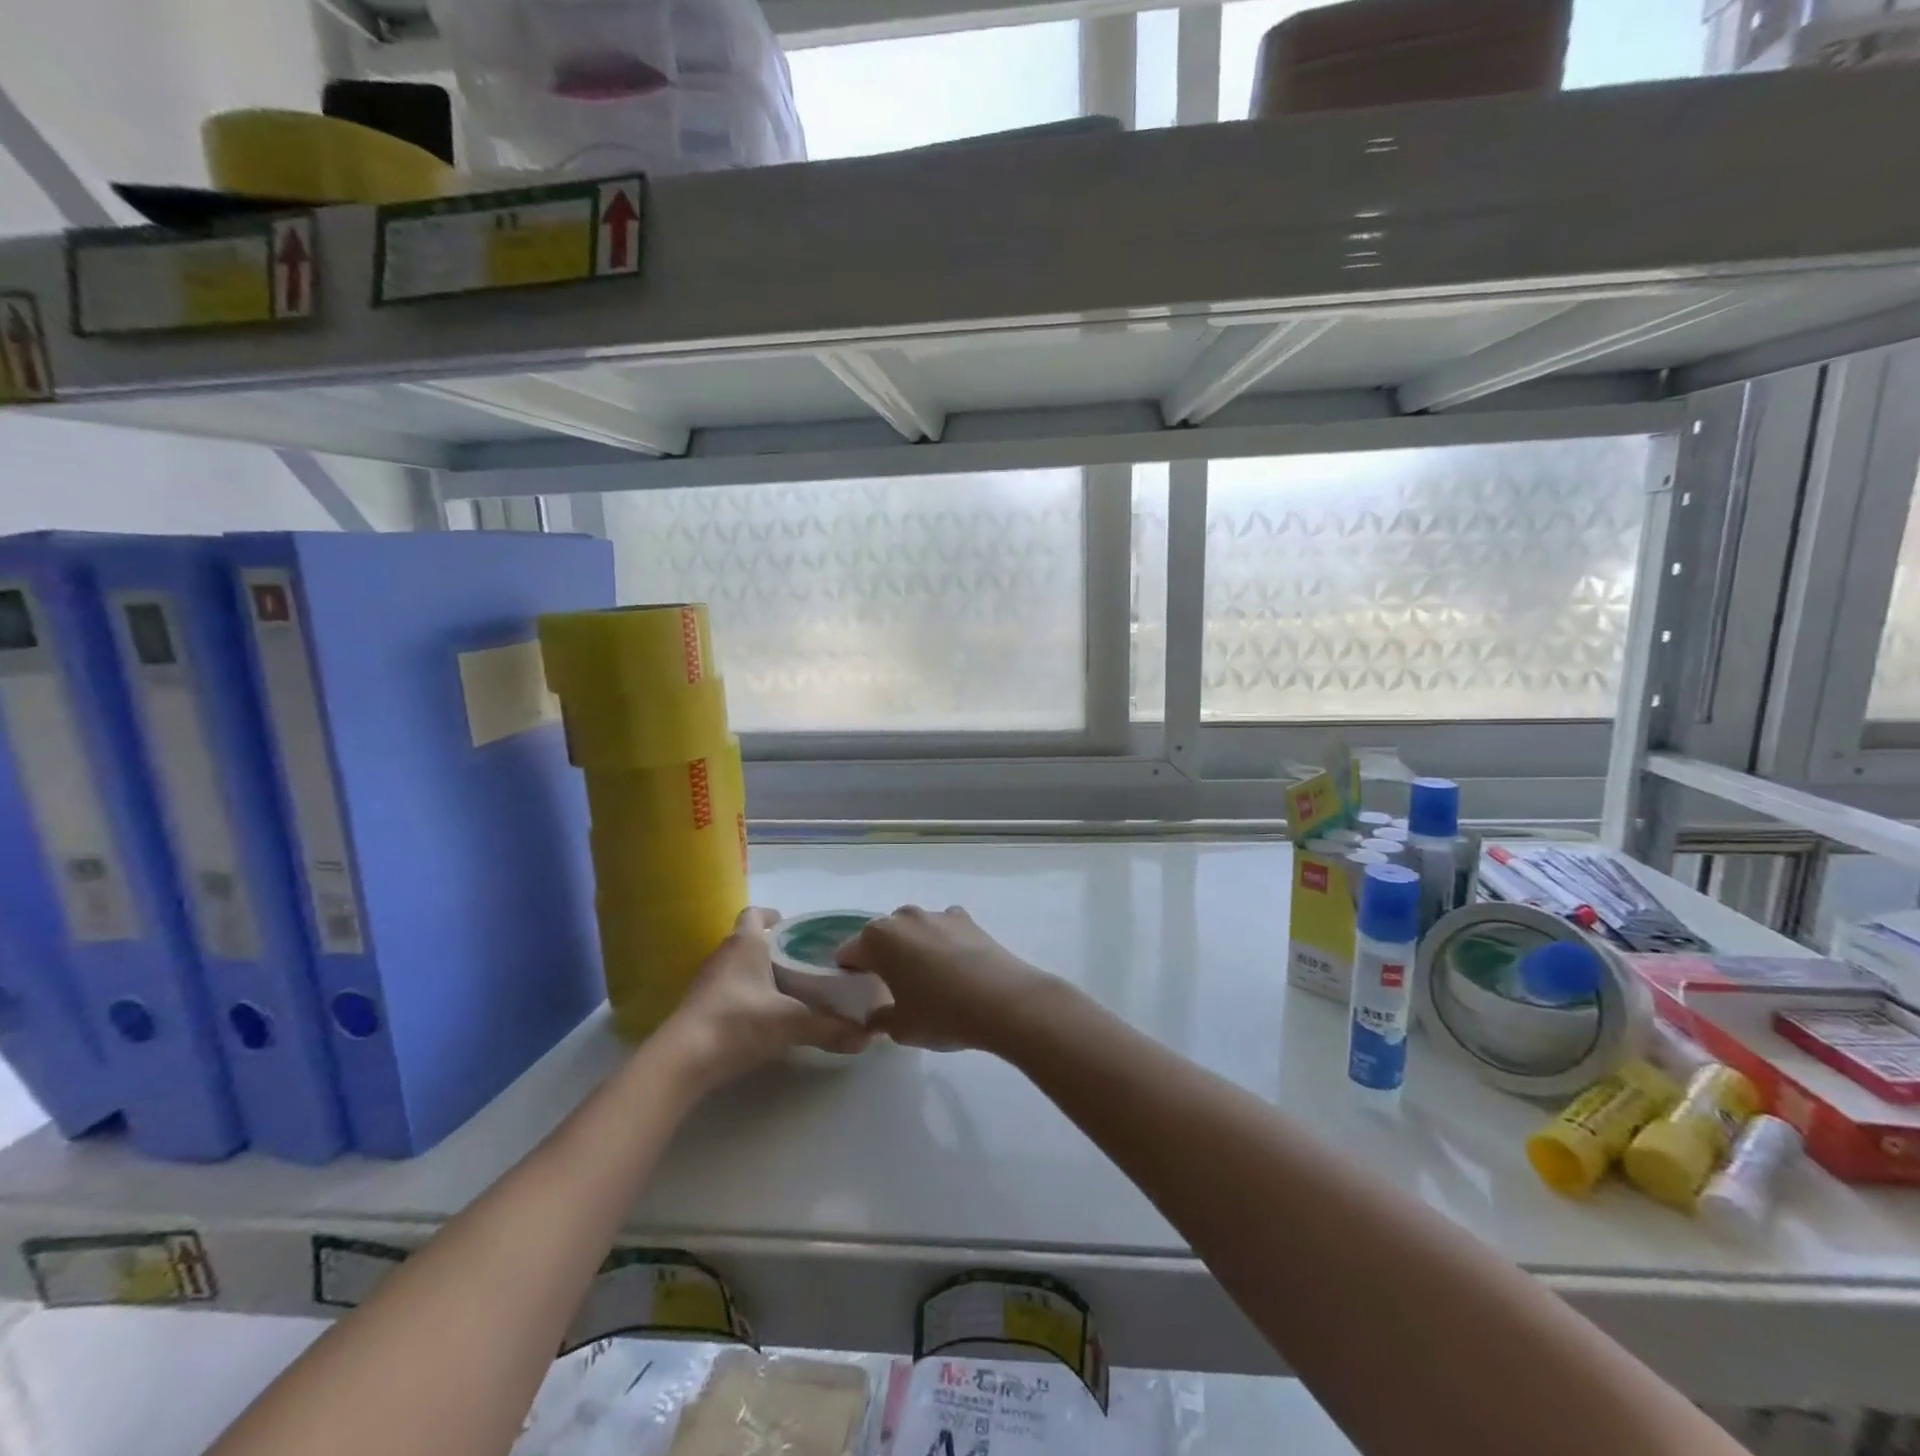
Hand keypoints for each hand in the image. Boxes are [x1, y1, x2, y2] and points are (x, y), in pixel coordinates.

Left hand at [662, 908, 870, 1087]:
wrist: (682, 1060)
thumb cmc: (738, 1022)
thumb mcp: (792, 1024)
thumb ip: (830, 1028)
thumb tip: (868, 1037)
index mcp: (746, 943)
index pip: (755, 914)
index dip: (772, 917)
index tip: (791, 929)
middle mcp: (723, 954)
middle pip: (747, 940)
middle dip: (770, 948)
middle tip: (799, 964)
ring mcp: (705, 981)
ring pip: (734, 966)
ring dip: (754, 973)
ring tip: (783, 991)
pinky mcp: (696, 1007)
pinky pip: (723, 990)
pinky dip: (740, 996)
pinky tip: (758, 1017)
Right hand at [836, 905, 1046, 1051]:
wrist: (1003, 1001)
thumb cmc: (941, 1014)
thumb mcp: (900, 1028)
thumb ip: (879, 1018)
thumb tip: (876, 1015)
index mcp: (878, 938)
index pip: (849, 953)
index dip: (850, 974)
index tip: (861, 994)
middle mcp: (904, 917)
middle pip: (882, 936)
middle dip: (883, 957)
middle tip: (894, 988)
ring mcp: (937, 913)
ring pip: (914, 930)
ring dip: (915, 947)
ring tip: (930, 979)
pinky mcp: (967, 918)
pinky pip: (944, 929)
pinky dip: (944, 943)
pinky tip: (956, 968)